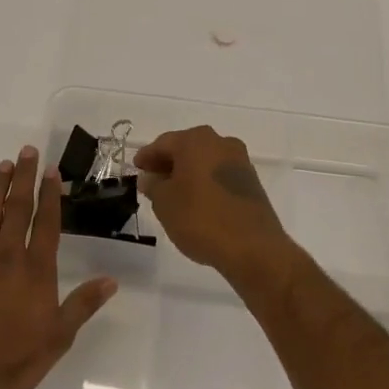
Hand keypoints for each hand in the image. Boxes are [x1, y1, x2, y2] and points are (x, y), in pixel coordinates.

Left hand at [0, 146, 116, 388]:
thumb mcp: (58, 338)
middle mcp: (5, 257)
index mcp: (35, 269)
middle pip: (16, 208)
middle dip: (23, 178)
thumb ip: (83, 305)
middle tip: (27, 151)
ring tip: (2, 167)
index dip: (50, 194)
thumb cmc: (14, 361)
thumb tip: (111, 280)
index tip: (51, 170)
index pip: (46, 222)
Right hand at [133, 126, 294, 281]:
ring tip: (172, 194)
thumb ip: (153, 185)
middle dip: (168, 163)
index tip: (136, 168)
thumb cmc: (201, 219)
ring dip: (187, 173)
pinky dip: (205, 182)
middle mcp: (220, 142)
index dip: (147, 156)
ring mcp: (239, 160)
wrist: (253, 247)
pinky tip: (196, 201)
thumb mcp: (164, 203)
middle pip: (186, 148)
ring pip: (204, 161)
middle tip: (151, 180)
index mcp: (196, 140)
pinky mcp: (251, 181)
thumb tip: (149, 177)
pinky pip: (219, 174)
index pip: (163, 143)